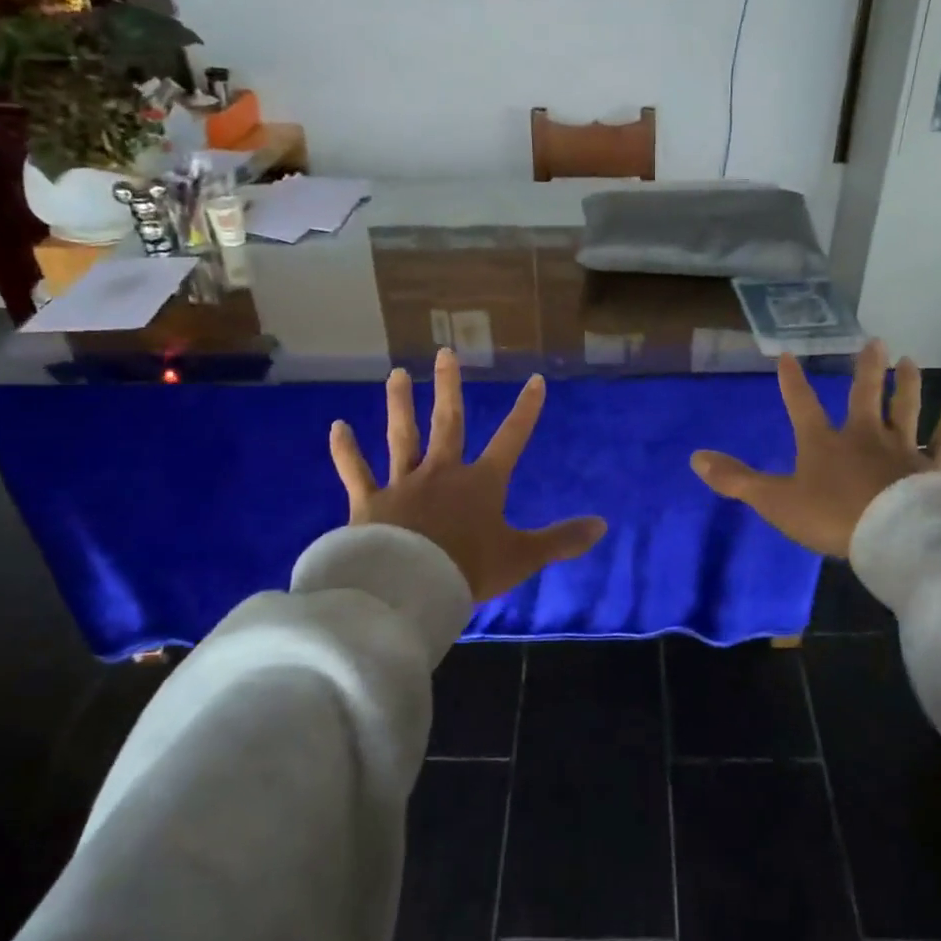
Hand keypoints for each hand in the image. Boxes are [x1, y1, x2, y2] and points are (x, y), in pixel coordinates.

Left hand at [329, 348, 607, 601]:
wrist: (409, 588)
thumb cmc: (468, 570)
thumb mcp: (522, 557)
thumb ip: (561, 540)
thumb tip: (603, 525)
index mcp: (481, 483)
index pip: (511, 439)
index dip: (526, 410)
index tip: (535, 380)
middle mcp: (442, 472)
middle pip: (448, 422)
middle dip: (449, 387)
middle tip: (445, 353)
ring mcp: (403, 483)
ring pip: (402, 436)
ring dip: (400, 404)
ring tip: (397, 374)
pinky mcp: (370, 501)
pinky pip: (356, 471)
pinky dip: (346, 450)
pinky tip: (337, 427)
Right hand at [690, 341, 940, 556]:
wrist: (891, 537)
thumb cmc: (831, 517)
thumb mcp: (775, 501)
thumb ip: (736, 480)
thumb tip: (695, 457)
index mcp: (823, 442)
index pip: (801, 404)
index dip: (792, 381)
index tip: (788, 354)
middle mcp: (864, 435)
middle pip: (865, 395)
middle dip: (866, 369)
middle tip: (874, 341)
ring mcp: (901, 449)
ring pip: (906, 407)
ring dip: (907, 382)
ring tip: (909, 358)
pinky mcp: (931, 467)